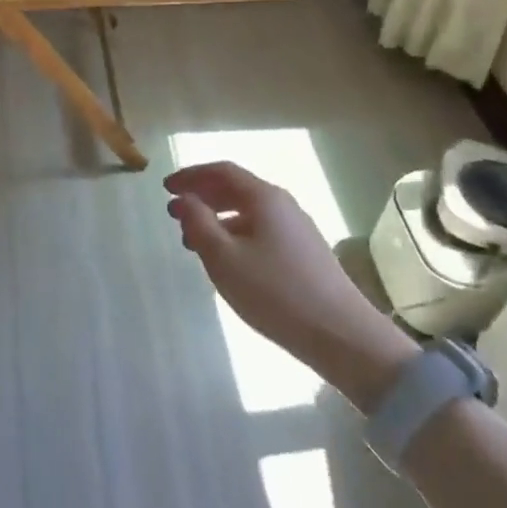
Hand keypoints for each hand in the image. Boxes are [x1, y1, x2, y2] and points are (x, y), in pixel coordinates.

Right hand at [164, 161, 397, 377]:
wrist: (341, 335)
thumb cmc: (275, 291)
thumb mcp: (224, 258)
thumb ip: (198, 223)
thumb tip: (185, 199)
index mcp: (264, 198)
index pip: (222, 172)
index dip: (191, 176)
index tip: (166, 188)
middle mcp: (283, 205)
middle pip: (236, 189)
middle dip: (202, 197)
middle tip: (174, 214)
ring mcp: (297, 230)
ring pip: (248, 214)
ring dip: (217, 220)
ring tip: (193, 242)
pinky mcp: (304, 254)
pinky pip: (261, 232)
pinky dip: (235, 236)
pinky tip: (226, 261)